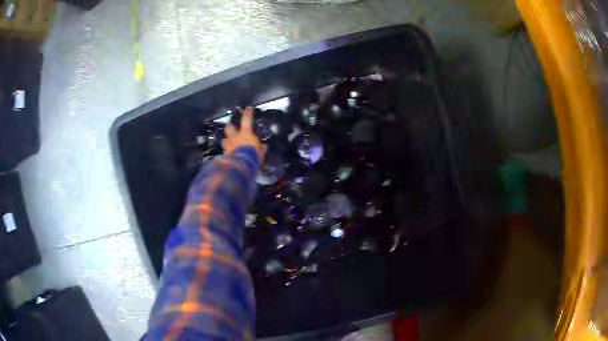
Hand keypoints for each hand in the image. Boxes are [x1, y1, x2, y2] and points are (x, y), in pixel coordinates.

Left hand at [222, 107, 266, 161]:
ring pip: (224, 139)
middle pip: (229, 127)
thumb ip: (261, 148)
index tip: (248, 108)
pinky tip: (230, 154)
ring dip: (227, 140)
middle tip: (232, 128)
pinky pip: (225, 151)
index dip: (248, 113)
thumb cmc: (253, 156)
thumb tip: (263, 147)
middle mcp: (235, 137)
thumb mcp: (261, 152)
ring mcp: (228, 146)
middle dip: (230, 126)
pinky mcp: (224, 155)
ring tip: (229, 142)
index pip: (246, 120)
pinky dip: (227, 151)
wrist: (241, 166)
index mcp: (245, 134)